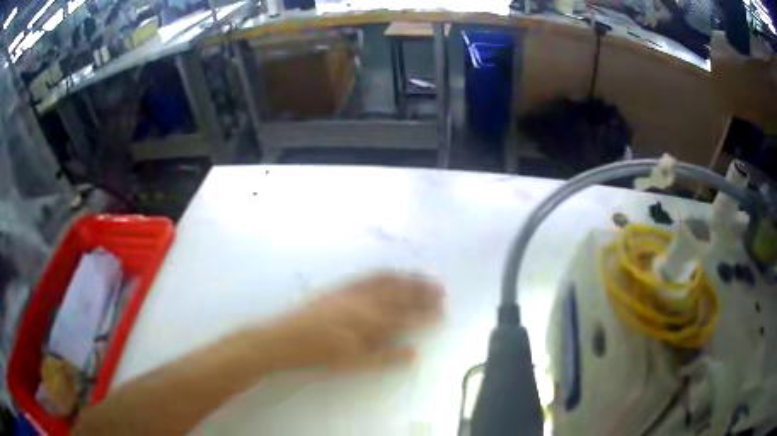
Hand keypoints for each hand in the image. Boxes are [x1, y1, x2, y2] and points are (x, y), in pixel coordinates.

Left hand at [256, 272, 443, 370]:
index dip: (426, 314)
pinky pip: (368, 276)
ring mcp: (352, 292)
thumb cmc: (320, 357)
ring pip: (388, 282)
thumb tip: (413, 352)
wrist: (286, 339)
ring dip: (409, 280)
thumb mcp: (354, 364)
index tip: (441, 312)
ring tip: (425, 279)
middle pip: (401, 295)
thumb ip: (386, 357)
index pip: (406, 317)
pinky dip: (386, 274)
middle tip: (441, 291)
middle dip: (423, 293)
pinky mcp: (340, 287)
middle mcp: (365, 303)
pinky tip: (393, 274)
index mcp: (370, 324)